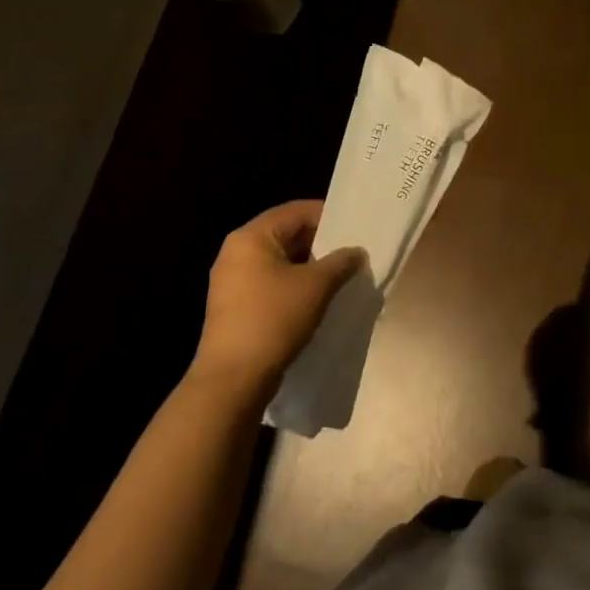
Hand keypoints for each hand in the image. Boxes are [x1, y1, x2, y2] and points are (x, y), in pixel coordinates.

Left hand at [191, 200, 365, 403]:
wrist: (233, 379)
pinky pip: (270, 283)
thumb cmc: (273, 320)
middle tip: (352, 253)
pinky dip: (294, 285)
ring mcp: (232, 280)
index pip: (296, 211)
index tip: (356, 228)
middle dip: (321, 243)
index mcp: (251, 237)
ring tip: (341, 277)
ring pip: (280, 261)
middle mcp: (236, 252)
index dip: (329, 216)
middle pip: (286, 234)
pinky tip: (317, 299)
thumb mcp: (316, 286)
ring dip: (310, 267)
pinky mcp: (234, 306)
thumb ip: (340, 262)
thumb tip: (357, 252)